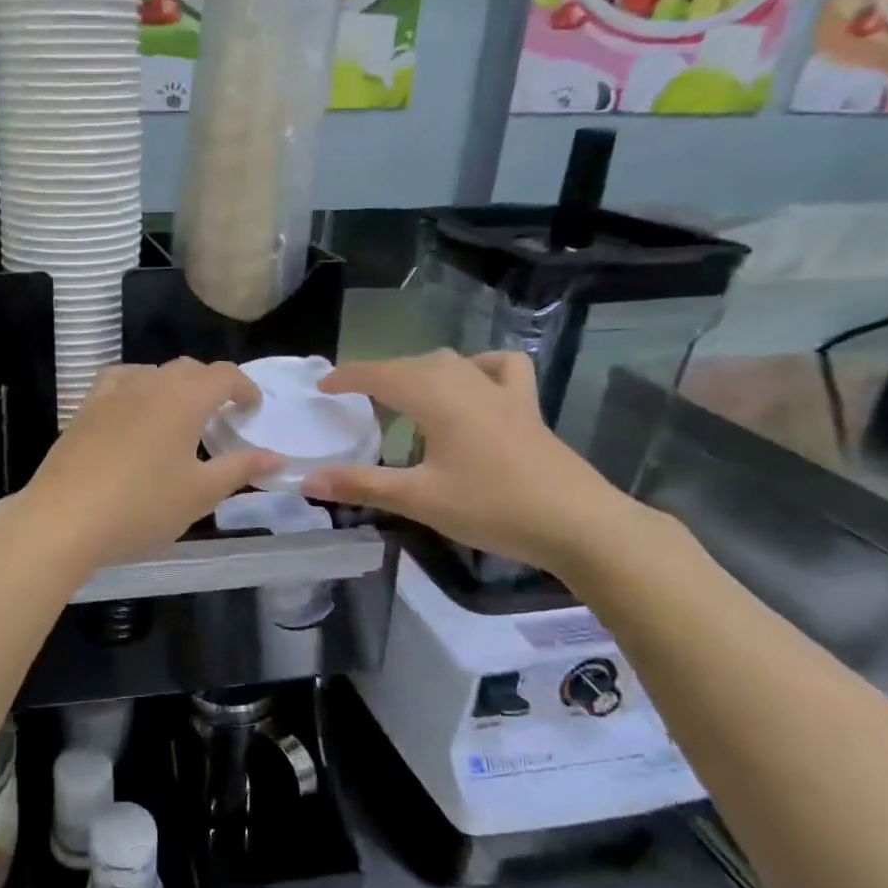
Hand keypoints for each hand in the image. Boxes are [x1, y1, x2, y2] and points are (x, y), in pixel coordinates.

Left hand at [16, 359, 280, 573]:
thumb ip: (240, 469)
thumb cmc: (142, 505)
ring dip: (173, 385)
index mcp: (184, 397)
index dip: (244, 387)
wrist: (65, 517)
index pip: (224, 375)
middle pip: (188, 369)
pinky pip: (119, 382)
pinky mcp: (84, 407)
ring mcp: (112, 392)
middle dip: (210, 385)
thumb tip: (275, 457)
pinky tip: (133, 412)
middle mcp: (149, 383)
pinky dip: (137, 389)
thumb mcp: (200, 493)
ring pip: (152, 373)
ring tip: (179, 415)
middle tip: (221, 415)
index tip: (252, 408)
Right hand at [300, 351, 639, 577]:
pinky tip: (470, 386)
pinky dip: (476, 368)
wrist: (580, 524)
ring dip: (417, 372)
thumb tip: (307, 480)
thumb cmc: (493, 507)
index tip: (321, 388)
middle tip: (353, 402)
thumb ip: (361, 485)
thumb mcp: (419, 499)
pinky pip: (498, 369)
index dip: (347, 377)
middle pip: (411, 365)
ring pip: (449, 363)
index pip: (380, 374)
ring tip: (401, 396)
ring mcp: (501, 392)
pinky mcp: (527, 407)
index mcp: (436, 398)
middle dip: (377, 376)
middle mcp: (466, 383)